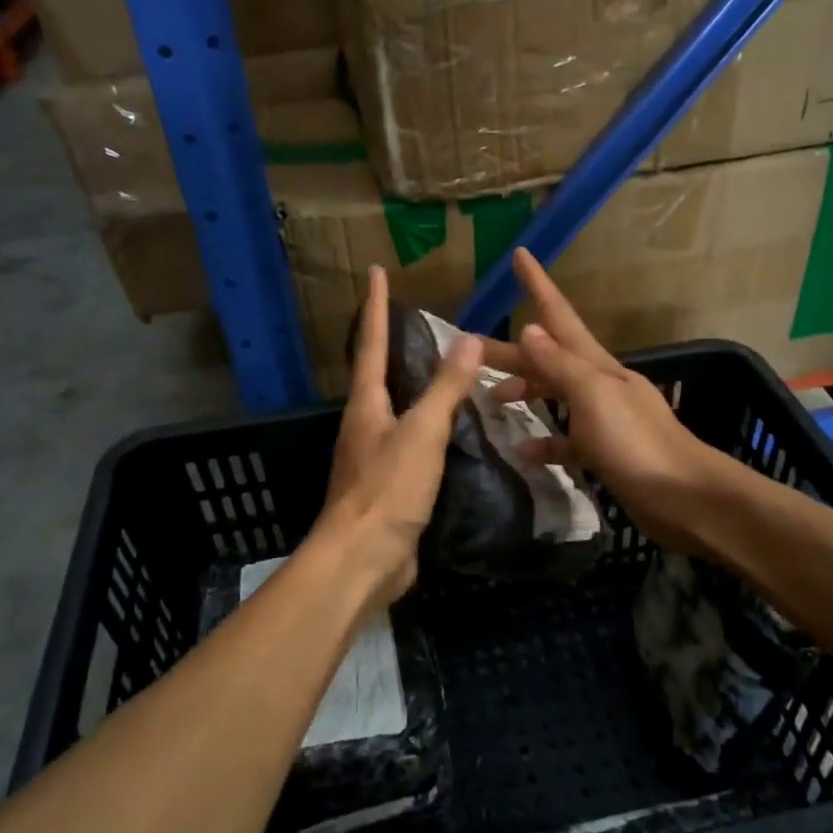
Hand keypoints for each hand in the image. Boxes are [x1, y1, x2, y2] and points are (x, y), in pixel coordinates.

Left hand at [316, 265, 482, 609]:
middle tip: (416, 320)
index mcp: (366, 405)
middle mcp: (364, 426)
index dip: (375, 307)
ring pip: (395, 411)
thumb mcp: (423, 433)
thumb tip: (468, 337)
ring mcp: (374, 458)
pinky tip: (453, 434)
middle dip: (390, 345)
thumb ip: (446, 388)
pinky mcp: (389, 488)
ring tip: (444, 372)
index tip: (376, 272)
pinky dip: (430, 430)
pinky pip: (411, 446)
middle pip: (377, 375)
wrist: (363, 560)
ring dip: (413, 389)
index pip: (370, 343)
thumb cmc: (388, 489)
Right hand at [485, 249, 727, 554]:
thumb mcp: (593, 396)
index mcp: (595, 365)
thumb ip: (559, 365)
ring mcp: (602, 419)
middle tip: (469, 350)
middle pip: (546, 359)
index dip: (539, 285)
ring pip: (553, 395)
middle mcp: (597, 384)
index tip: (520, 254)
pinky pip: (565, 440)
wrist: (684, 497)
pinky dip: (544, 441)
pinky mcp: (604, 452)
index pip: (560, 316)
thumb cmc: (635, 442)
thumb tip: (529, 330)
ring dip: (525, 392)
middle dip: (511, 352)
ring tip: (491, 400)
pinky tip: (523, 451)